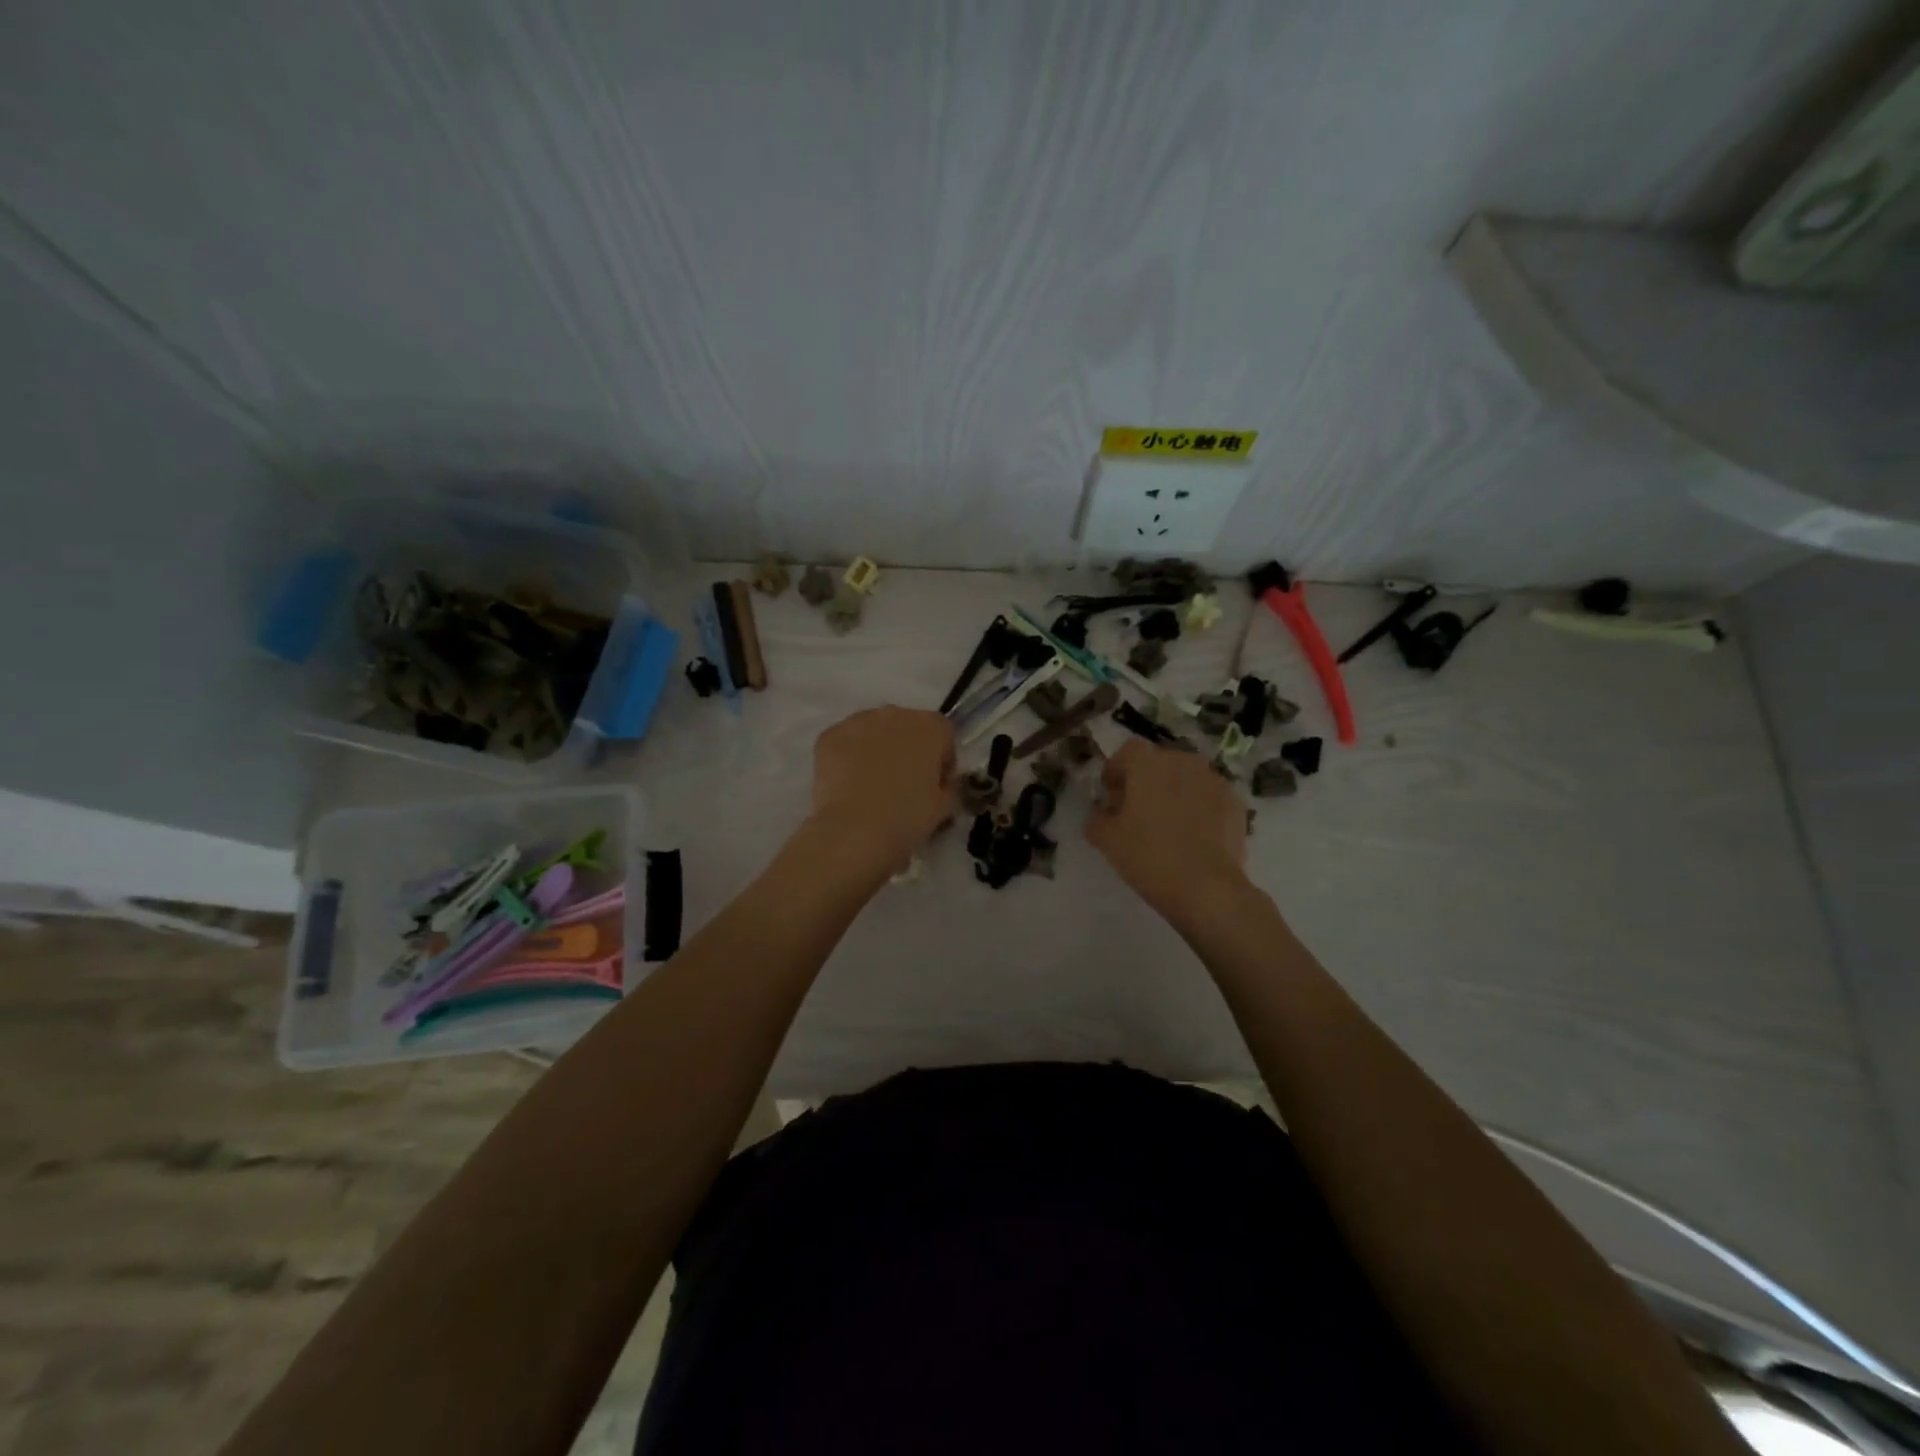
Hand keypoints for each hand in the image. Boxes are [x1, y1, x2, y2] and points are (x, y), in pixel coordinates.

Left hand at [807, 706, 955, 867]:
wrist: (856, 830)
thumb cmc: (908, 817)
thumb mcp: (945, 806)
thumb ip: (949, 786)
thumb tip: (943, 783)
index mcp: (930, 726)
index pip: (944, 733)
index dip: (942, 759)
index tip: (937, 784)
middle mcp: (895, 714)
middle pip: (907, 727)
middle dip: (908, 750)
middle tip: (904, 785)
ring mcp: (858, 721)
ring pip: (874, 731)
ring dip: (877, 750)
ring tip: (873, 785)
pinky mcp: (830, 736)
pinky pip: (846, 743)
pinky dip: (849, 757)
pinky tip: (849, 785)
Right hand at [1087, 739, 1247, 916]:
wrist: (1206, 887)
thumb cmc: (1148, 856)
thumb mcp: (1106, 839)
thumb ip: (1097, 817)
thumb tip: (1103, 811)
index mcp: (1148, 763)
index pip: (1127, 752)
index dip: (1116, 771)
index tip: (1111, 795)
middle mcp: (1183, 761)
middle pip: (1158, 763)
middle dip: (1146, 781)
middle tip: (1137, 811)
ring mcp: (1213, 780)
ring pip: (1186, 778)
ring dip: (1174, 792)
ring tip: (1168, 824)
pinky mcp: (1235, 802)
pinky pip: (1208, 796)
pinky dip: (1198, 807)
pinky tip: (1193, 836)